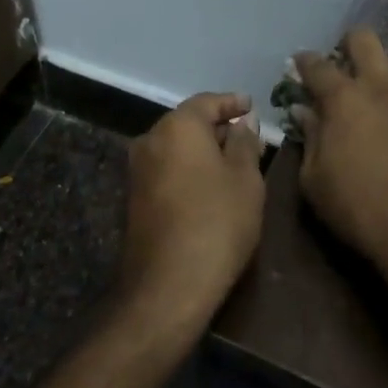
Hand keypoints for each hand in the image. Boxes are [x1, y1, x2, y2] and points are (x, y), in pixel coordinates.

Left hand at [119, 92, 264, 335]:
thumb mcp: (245, 179)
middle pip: (189, 123)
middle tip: (249, 139)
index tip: (252, 106)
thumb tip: (243, 123)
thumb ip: (244, 143)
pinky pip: (168, 169)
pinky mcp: (134, 198)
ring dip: (204, 151)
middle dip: (219, 128)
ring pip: (177, 148)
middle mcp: (150, 140)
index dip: (232, 103)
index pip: (207, 101)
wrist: (168, 285)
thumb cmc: (217, 223)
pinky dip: (190, 169)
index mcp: (177, 127)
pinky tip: (212, 185)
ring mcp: (138, 170)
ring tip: (236, 163)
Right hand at [293, 29, 387, 294]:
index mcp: (344, 99)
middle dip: (352, 42)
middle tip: (348, 59)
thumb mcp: (315, 182)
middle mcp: (383, 87)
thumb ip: (310, 140)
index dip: (305, 61)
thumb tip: (305, 113)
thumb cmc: (360, 210)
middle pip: (366, 40)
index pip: (317, 66)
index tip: (299, 62)